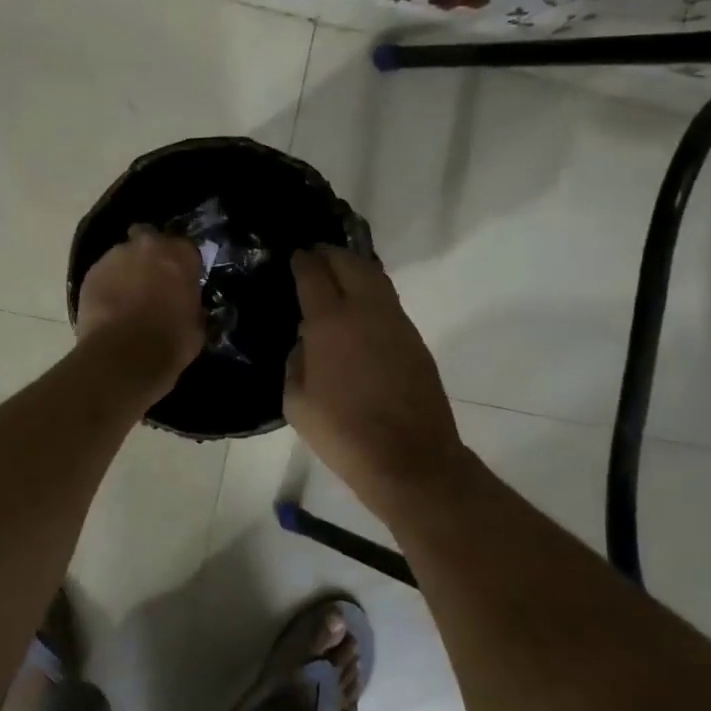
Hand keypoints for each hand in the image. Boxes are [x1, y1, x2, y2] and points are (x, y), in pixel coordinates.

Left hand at [75, 226, 205, 398]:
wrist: (122, 357)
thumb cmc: (170, 342)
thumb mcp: (197, 325)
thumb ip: (192, 304)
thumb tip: (186, 305)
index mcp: (180, 255)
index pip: (186, 248)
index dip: (183, 264)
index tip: (182, 281)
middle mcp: (148, 246)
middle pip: (150, 238)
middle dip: (151, 254)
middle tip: (153, 280)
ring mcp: (115, 257)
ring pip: (123, 254)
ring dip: (128, 269)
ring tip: (127, 297)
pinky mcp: (90, 274)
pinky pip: (104, 273)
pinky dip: (108, 284)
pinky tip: (110, 307)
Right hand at [285, 246, 466, 503]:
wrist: (409, 457)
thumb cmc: (343, 434)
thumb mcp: (297, 403)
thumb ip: (295, 363)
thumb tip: (304, 343)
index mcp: (330, 323)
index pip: (314, 275)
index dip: (303, 260)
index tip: (296, 254)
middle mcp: (365, 311)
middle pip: (349, 263)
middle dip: (330, 253)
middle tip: (316, 254)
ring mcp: (395, 322)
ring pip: (375, 277)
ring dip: (354, 267)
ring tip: (339, 271)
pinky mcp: (414, 338)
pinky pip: (388, 300)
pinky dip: (371, 290)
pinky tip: (360, 304)